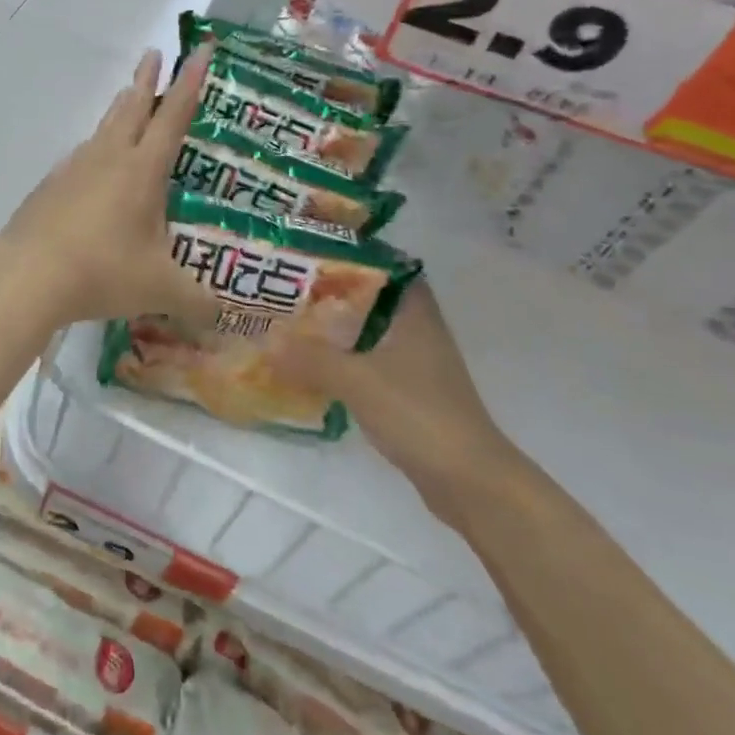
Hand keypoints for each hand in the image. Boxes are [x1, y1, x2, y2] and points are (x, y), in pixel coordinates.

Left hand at [0, 43, 220, 332]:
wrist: (27, 275)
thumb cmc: (102, 271)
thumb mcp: (159, 289)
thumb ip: (195, 302)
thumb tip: (221, 320)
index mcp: (142, 170)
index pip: (173, 116)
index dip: (190, 82)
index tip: (199, 48)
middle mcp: (109, 158)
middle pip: (132, 108)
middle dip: (147, 80)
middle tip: (153, 54)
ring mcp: (75, 169)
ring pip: (103, 128)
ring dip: (119, 109)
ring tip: (126, 97)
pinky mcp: (50, 187)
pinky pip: (80, 157)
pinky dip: (94, 148)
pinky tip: (91, 163)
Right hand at [274, 279, 518, 522]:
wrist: (470, 482)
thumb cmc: (419, 413)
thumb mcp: (357, 380)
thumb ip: (310, 358)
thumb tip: (264, 339)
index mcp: (415, 311)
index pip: (385, 265)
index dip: (353, 255)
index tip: (314, 253)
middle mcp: (419, 330)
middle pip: (371, 299)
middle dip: (333, 294)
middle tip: (291, 288)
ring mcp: (417, 365)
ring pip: (369, 334)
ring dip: (337, 331)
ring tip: (294, 324)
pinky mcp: (411, 396)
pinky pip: (370, 365)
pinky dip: (345, 363)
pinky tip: (315, 369)